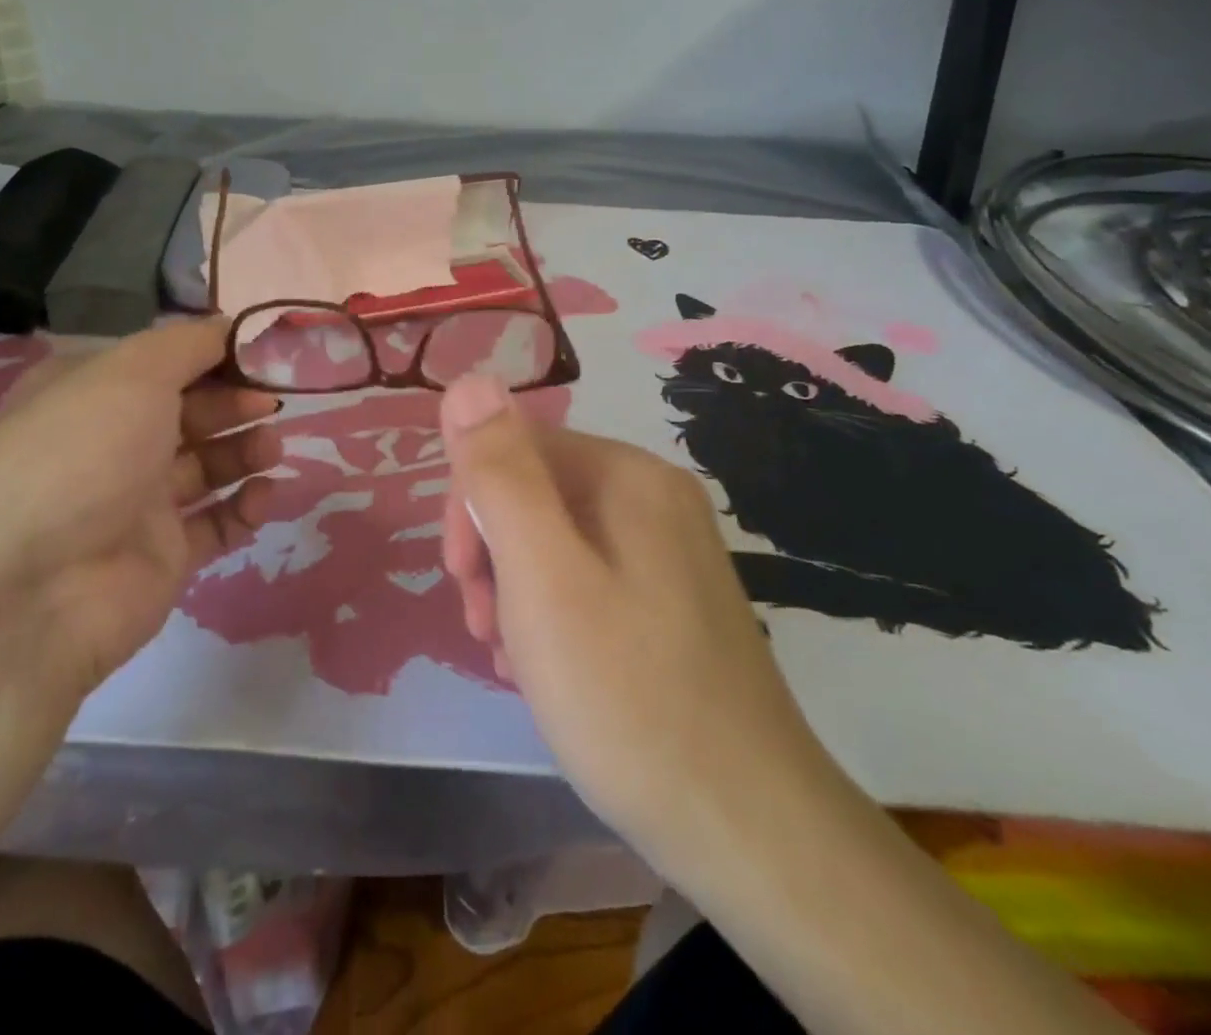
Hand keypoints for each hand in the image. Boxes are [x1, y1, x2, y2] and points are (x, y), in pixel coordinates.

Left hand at [0, 318, 281, 698]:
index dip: (211, 354)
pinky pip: (214, 523)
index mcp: (88, 393)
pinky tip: (262, 495)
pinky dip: (243, 507)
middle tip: (270, 400)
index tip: (259, 352)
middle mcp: (110, 443)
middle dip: (233, 400)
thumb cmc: (80, 454)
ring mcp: (136, 503)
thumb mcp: (131, 373)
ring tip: (272, 448)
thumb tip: (229, 326)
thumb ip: (188, 344)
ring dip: (244, 450)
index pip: (160, 362)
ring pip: (205, 466)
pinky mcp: (162, 555)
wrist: (32, 591)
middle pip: (188, 412)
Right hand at [437, 374, 831, 861]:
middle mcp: (655, 497)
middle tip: (485, 626)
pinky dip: (552, 614)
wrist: (748, 832)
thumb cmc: (626, 695)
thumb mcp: (542, 576)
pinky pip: (588, 579)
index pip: (514, 447)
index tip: (461, 579)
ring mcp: (670, 551)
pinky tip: (547, 670)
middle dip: (491, 552)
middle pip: (535, 493)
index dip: (470, 505)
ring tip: (513, 658)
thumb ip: (499, 473)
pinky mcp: (673, 602)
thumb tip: (467, 378)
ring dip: (515, 589)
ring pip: (555, 541)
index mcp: (628, 475)